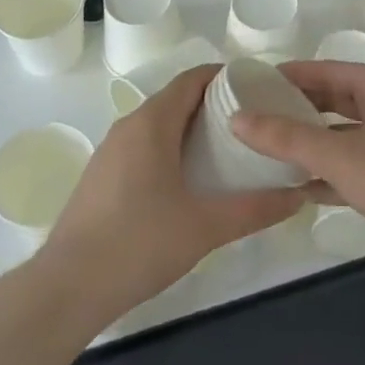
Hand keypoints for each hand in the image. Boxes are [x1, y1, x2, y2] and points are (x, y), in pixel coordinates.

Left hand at [42, 65, 302, 322]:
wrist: (67, 288)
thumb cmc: (139, 244)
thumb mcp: (206, 226)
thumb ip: (255, 209)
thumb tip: (298, 196)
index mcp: (152, 123)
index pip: (192, 78)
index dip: (225, 76)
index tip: (258, 88)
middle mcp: (128, 126)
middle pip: (176, 99)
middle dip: (214, 105)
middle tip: (253, 123)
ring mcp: (110, 152)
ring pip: (158, 124)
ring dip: (191, 129)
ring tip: (228, 151)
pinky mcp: (101, 176)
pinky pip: (143, 146)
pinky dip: (170, 148)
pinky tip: (189, 181)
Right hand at [231, 60, 364, 271]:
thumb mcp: (339, 157)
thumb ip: (287, 138)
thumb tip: (237, 118)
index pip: (324, 69)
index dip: (287, 76)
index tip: (251, 84)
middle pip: (333, 99)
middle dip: (296, 109)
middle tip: (254, 117)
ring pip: (343, 133)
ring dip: (310, 142)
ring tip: (267, 149)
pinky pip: (354, 162)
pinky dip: (328, 170)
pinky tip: (297, 187)